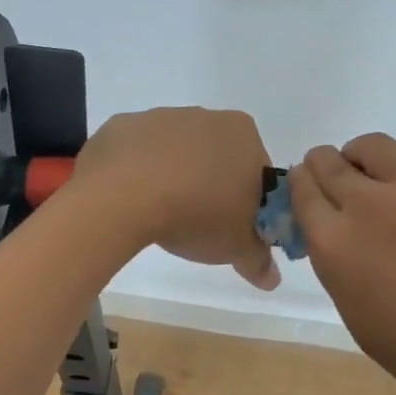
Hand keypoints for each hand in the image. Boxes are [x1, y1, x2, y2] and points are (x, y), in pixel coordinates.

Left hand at [69, 108, 279, 289]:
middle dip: (212, 187)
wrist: (124, 193)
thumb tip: (272, 278)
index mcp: (245, 135)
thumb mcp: (237, 247)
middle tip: (199, 225)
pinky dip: (138, 173)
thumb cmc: (198, 213)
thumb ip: (258, 260)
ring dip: (174, 178)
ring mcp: (161, 116)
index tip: (234, 228)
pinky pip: (137, 153)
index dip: (249, 204)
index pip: (258, 173)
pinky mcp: (123, 125)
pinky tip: (132, 200)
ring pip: (176, 153)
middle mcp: (207, 116)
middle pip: (217, 158)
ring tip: (161, 216)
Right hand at [289, 133, 395, 394]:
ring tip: (376, 183)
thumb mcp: (363, 321)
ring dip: (361, 160)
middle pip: (329, 162)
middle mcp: (370, 204)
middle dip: (322, 167)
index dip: (301, 187)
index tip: (306, 192)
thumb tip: (344, 243)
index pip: (302, 192)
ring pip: (372, 147)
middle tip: (334, 183)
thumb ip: (344, 270)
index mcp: (337, 245)